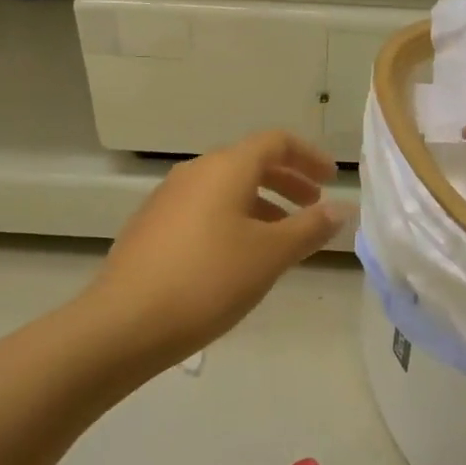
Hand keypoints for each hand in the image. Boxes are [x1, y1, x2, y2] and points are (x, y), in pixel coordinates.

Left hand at [88, 130, 343, 366]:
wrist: (125, 322)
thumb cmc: (209, 280)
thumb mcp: (270, 255)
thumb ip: (310, 228)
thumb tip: (340, 209)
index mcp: (225, 168)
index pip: (276, 142)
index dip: (309, 156)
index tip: (331, 180)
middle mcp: (194, 172)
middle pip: (249, 162)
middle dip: (287, 181)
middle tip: (312, 207)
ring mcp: (167, 198)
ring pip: (225, 188)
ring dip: (261, 203)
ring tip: (281, 238)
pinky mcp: (151, 226)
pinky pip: (204, 209)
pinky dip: (232, 218)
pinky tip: (238, 256)